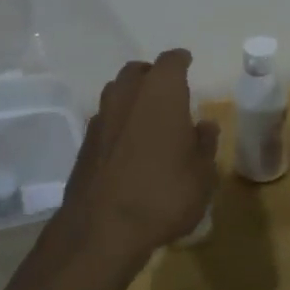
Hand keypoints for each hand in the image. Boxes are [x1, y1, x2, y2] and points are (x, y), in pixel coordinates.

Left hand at [57, 49, 219, 270]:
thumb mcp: (202, 174)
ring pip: (117, 92)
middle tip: (169, 91)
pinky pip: (105, 120)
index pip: (171, 61)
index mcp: (161, 92)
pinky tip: (128, 145)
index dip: (181, 60)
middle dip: (153, 75)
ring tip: (148, 117)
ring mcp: (101, 118)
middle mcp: (127, 95)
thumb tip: (204, 125)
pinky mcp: (84, 143)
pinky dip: (118, 124)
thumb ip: (205, 144)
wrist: (102, 229)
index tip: (188, 63)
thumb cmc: (164, 194)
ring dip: (132, 97)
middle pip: (138, 71)